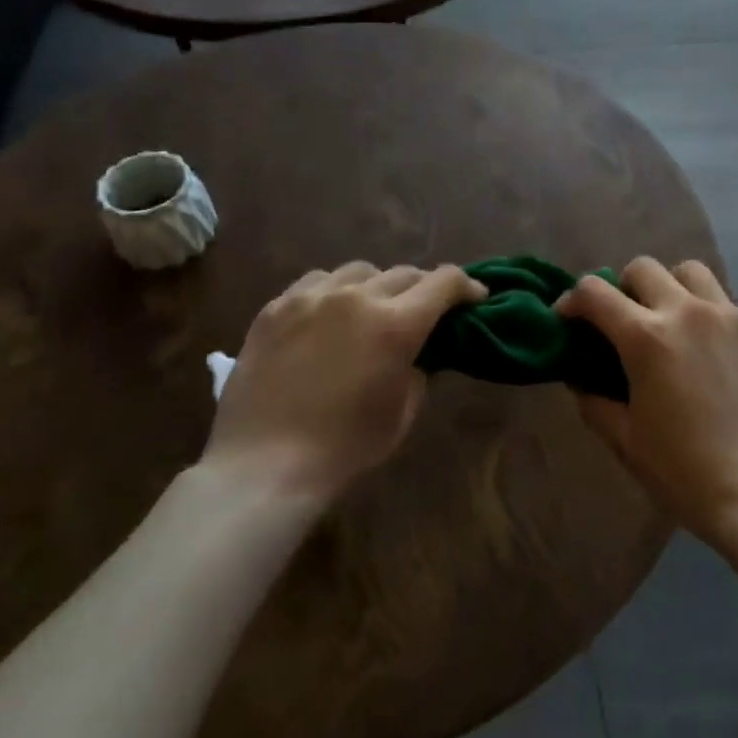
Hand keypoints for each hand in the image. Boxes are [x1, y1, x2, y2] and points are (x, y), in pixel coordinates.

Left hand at [202, 261, 486, 508]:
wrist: (263, 466)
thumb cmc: (345, 448)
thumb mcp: (403, 412)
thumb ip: (419, 370)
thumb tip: (419, 351)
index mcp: (396, 324)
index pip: (444, 282)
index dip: (466, 285)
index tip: (474, 298)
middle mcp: (357, 298)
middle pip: (404, 273)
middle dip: (423, 289)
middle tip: (423, 311)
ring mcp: (312, 298)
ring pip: (359, 271)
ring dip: (376, 286)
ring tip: (371, 309)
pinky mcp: (276, 307)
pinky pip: (316, 282)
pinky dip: (334, 291)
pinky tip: (328, 315)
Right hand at [557, 257, 737, 545]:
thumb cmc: (683, 472)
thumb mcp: (624, 439)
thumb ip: (593, 399)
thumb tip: (580, 376)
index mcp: (646, 337)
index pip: (594, 292)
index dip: (571, 300)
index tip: (568, 320)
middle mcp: (687, 312)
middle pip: (643, 267)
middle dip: (622, 287)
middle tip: (622, 322)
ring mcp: (729, 318)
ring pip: (690, 271)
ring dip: (669, 286)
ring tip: (668, 321)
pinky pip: (724, 304)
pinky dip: (706, 315)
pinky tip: (708, 354)